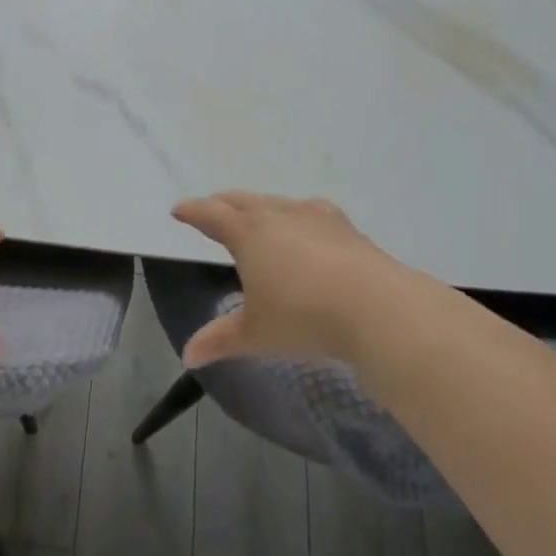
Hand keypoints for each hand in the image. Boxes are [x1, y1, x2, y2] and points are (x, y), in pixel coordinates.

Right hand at [170, 192, 422, 367]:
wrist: (376, 307)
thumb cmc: (303, 317)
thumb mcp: (256, 334)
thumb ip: (220, 340)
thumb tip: (188, 356)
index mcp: (247, 233)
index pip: (210, 214)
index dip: (192, 211)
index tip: (178, 210)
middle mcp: (276, 215)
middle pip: (241, 200)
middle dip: (222, 203)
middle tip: (212, 209)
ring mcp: (313, 216)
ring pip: (275, 201)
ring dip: (259, 206)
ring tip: (256, 216)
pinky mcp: (343, 226)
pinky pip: (310, 210)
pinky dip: (296, 214)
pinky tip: (306, 225)